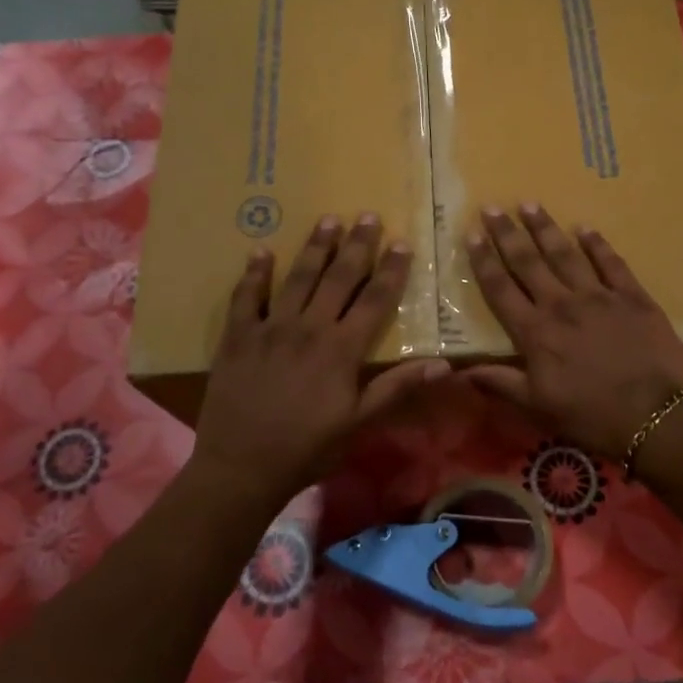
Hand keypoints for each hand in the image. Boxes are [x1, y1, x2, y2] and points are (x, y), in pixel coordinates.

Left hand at [192, 214, 448, 503]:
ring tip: (328, 220)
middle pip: (338, 278)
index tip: (402, 242)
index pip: (374, 300)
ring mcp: (270, 328)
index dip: (390, 270)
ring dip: (314, 247)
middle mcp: (308, 328)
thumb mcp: (359, 423)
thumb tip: (444, 364)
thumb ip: (397, 388)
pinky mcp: (238, 337)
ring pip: (297, 278)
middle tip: (368, 215)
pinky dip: (254, 274)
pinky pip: (246, 297)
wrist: (242, 467)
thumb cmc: (307, 448)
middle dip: (356, 246)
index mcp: (341, 349)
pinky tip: (260, 251)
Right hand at [462, 203, 682, 455]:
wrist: (655, 417)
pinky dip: (597, 244)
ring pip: (565, 254)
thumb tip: (460, 371)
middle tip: (492, 207)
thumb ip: (501, 383)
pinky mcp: (633, 296)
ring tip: (530, 204)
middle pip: (528, 262)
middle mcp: (561, 305)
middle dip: (507, 233)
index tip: (471, 235)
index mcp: (535, 332)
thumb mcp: (538, 407)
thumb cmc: (591, 416)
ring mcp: (599, 296)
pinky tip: (585, 228)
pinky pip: (611, 262)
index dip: (484, 261)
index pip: (501, 289)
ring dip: (546, 228)